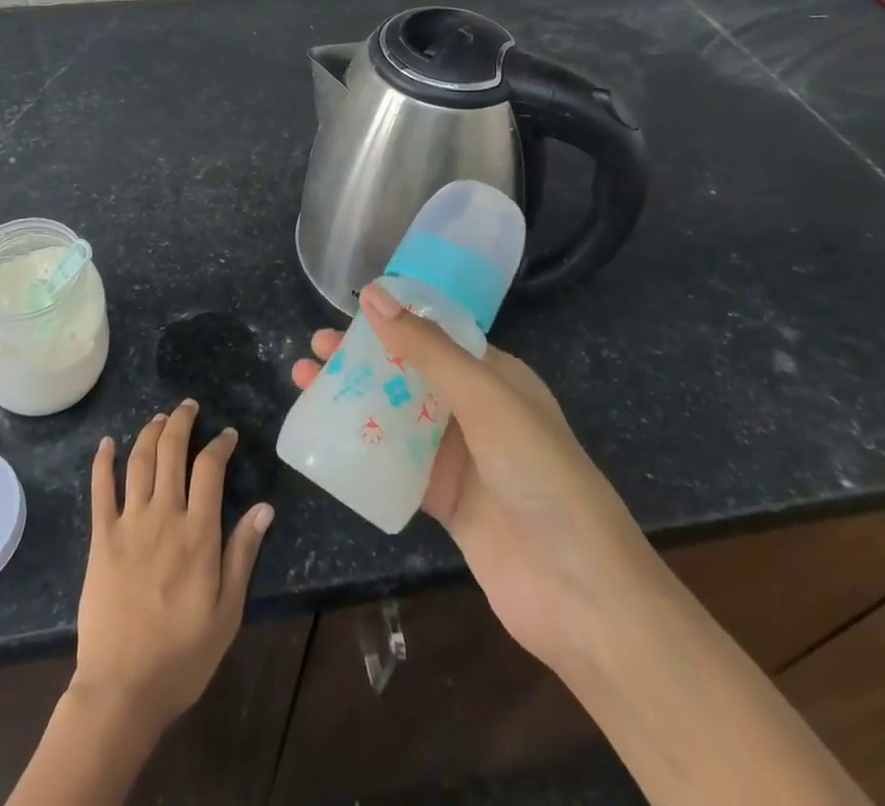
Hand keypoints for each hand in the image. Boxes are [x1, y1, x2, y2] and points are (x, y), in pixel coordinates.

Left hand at [73, 401, 273, 731]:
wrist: (122, 688)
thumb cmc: (182, 655)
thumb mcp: (228, 611)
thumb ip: (243, 554)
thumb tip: (264, 507)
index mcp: (198, 533)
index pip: (210, 469)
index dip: (219, 444)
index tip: (227, 435)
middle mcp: (164, 516)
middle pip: (171, 451)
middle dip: (182, 422)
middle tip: (189, 407)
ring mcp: (129, 523)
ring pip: (139, 460)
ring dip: (150, 432)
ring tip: (159, 417)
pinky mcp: (101, 538)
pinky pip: (100, 489)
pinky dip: (103, 461)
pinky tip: (107, 443)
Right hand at [291, 284, 645, 667]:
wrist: (579, 591)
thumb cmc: (538, 473)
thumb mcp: (484, 397)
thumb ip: (426, 348)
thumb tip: (374, 294)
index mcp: (494, 376)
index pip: (435, 335)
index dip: (392, 320)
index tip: (345, 311)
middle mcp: (475, 410)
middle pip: (408, 373)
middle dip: (361, 358)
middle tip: (315, 348)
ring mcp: (458, 457)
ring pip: (395, 415)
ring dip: (353, 398)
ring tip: (304, 382)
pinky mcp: (442, 499)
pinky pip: (394, 463)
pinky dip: (362, 447)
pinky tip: (325, 437)